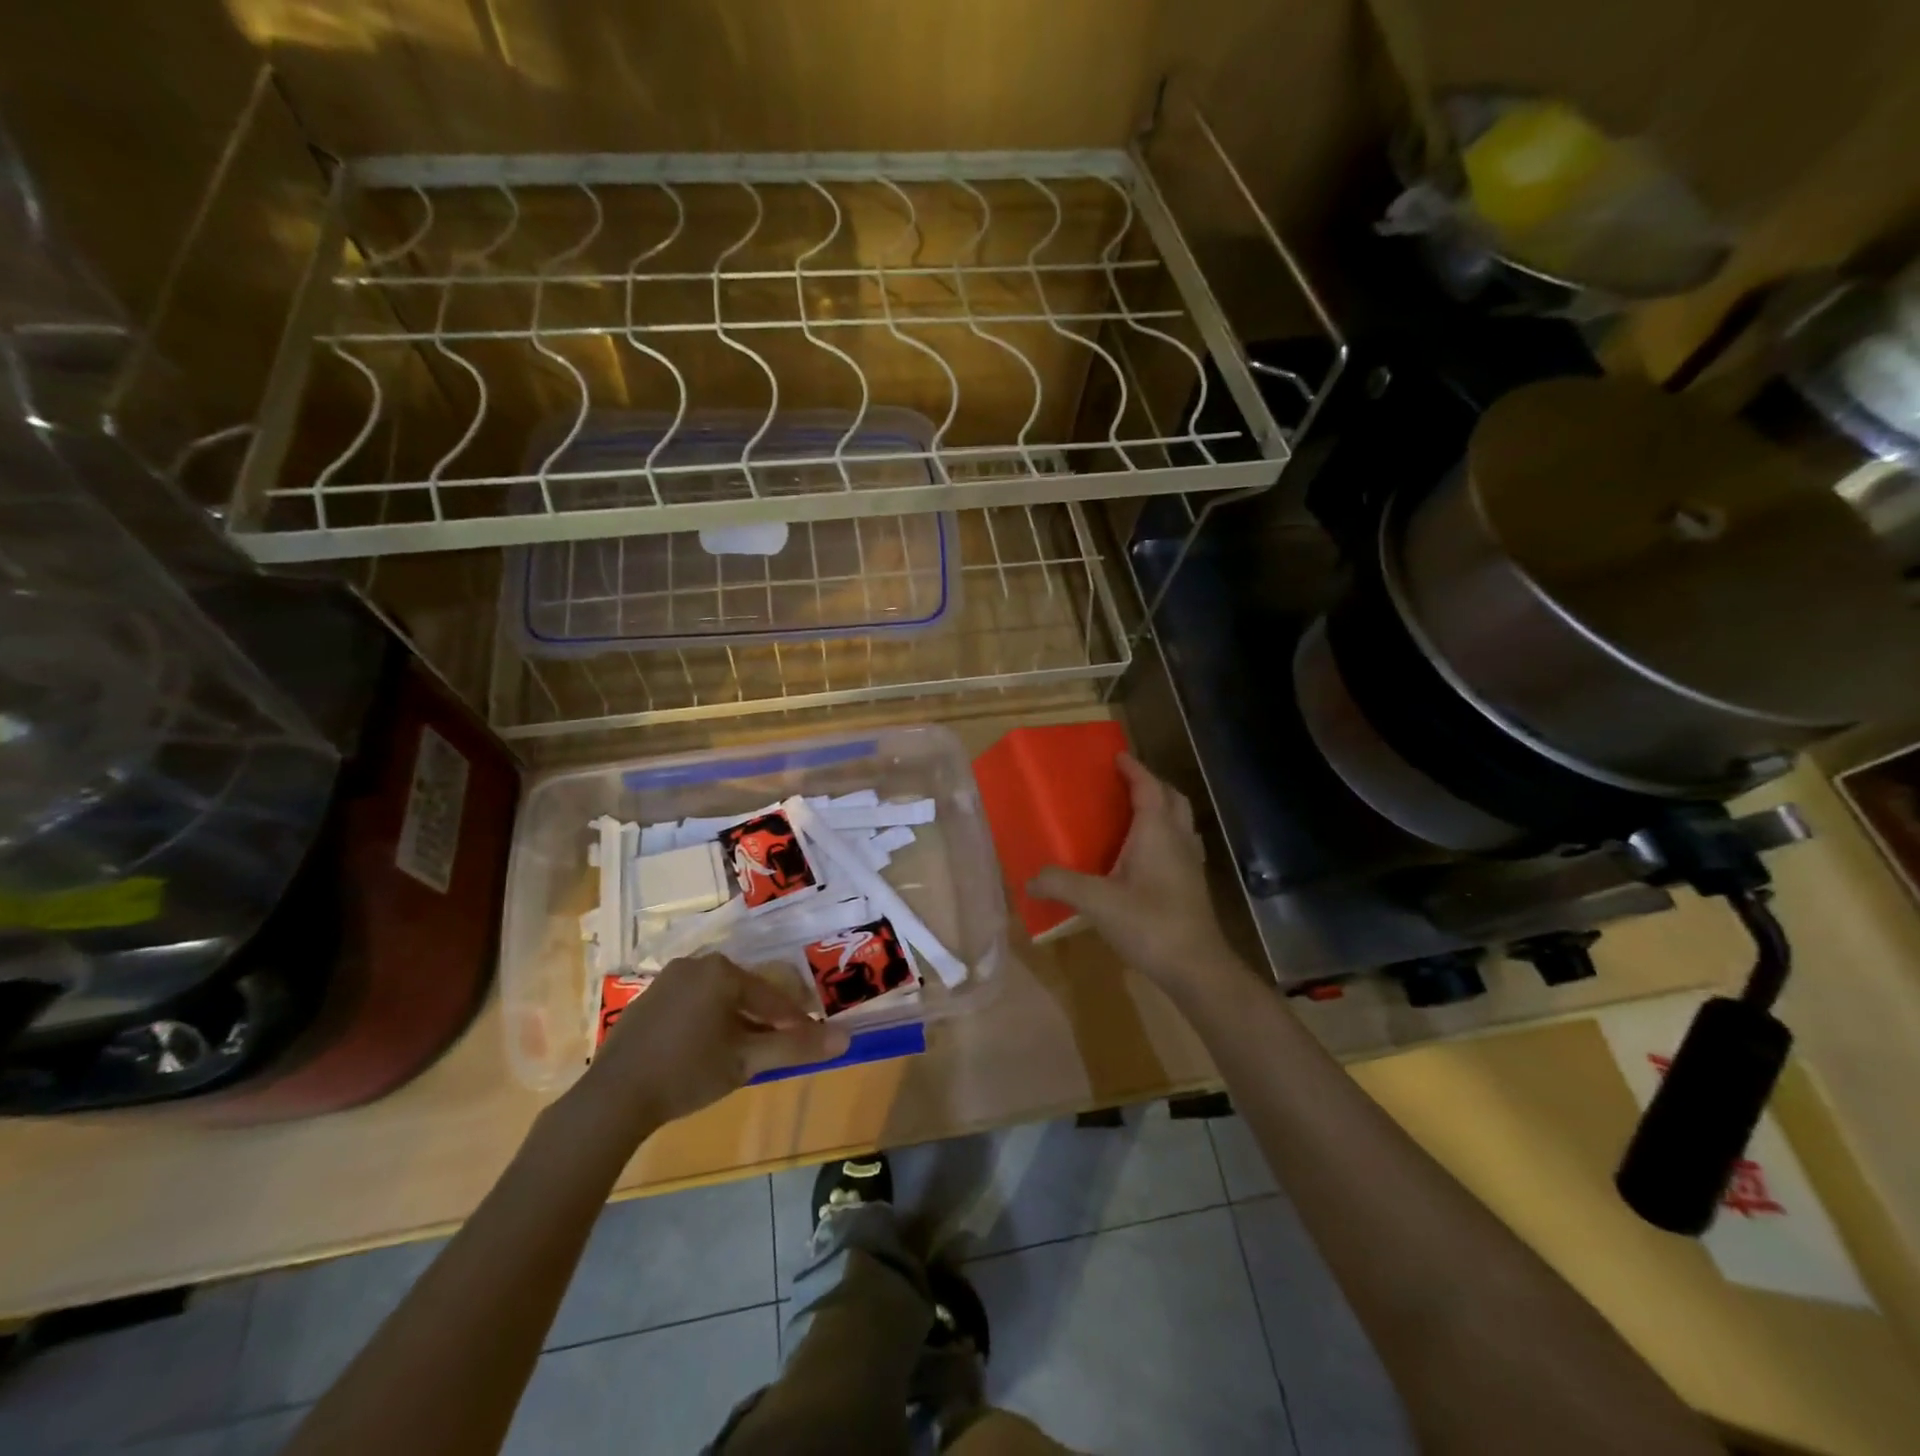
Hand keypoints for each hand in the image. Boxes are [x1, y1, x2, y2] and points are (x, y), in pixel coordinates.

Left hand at [582, 956, 848, 1128]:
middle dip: (763, 1020)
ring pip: (718, 998)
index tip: (809, 1041)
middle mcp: (696, 964)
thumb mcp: (747, 1061)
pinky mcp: (647, 1000)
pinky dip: (706, 1022)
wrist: (614, 1097)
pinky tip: (704, 1051)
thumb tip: (846, 1038)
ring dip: (735, 1021)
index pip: (772, 997)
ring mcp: (667, 980)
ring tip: (742, 1052)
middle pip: (745, 992)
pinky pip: (691, 1004)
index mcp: (723, 971)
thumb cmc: (688, 1072)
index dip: (794, 1023)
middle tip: (774, 1048)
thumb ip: (796, 1048)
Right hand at [1029, 755, 1232, 993]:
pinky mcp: (1192, 885)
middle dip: (1151, 784)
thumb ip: (1061, 885)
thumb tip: (1029, 879)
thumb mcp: (1097, 902)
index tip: (1117, 756)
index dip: (1134, 769)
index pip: (1148, 787)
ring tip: (1134, 814)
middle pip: (1172, 798)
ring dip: (1162, 809)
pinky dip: (1164, 835)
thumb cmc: (1149, 924)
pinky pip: (1180, 844)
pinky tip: (1145, 856)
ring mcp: (1190, 863)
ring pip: (1180, 822)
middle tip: (1125, 783)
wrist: (1196, 967)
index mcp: (1157, 832)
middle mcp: (1178, 840)